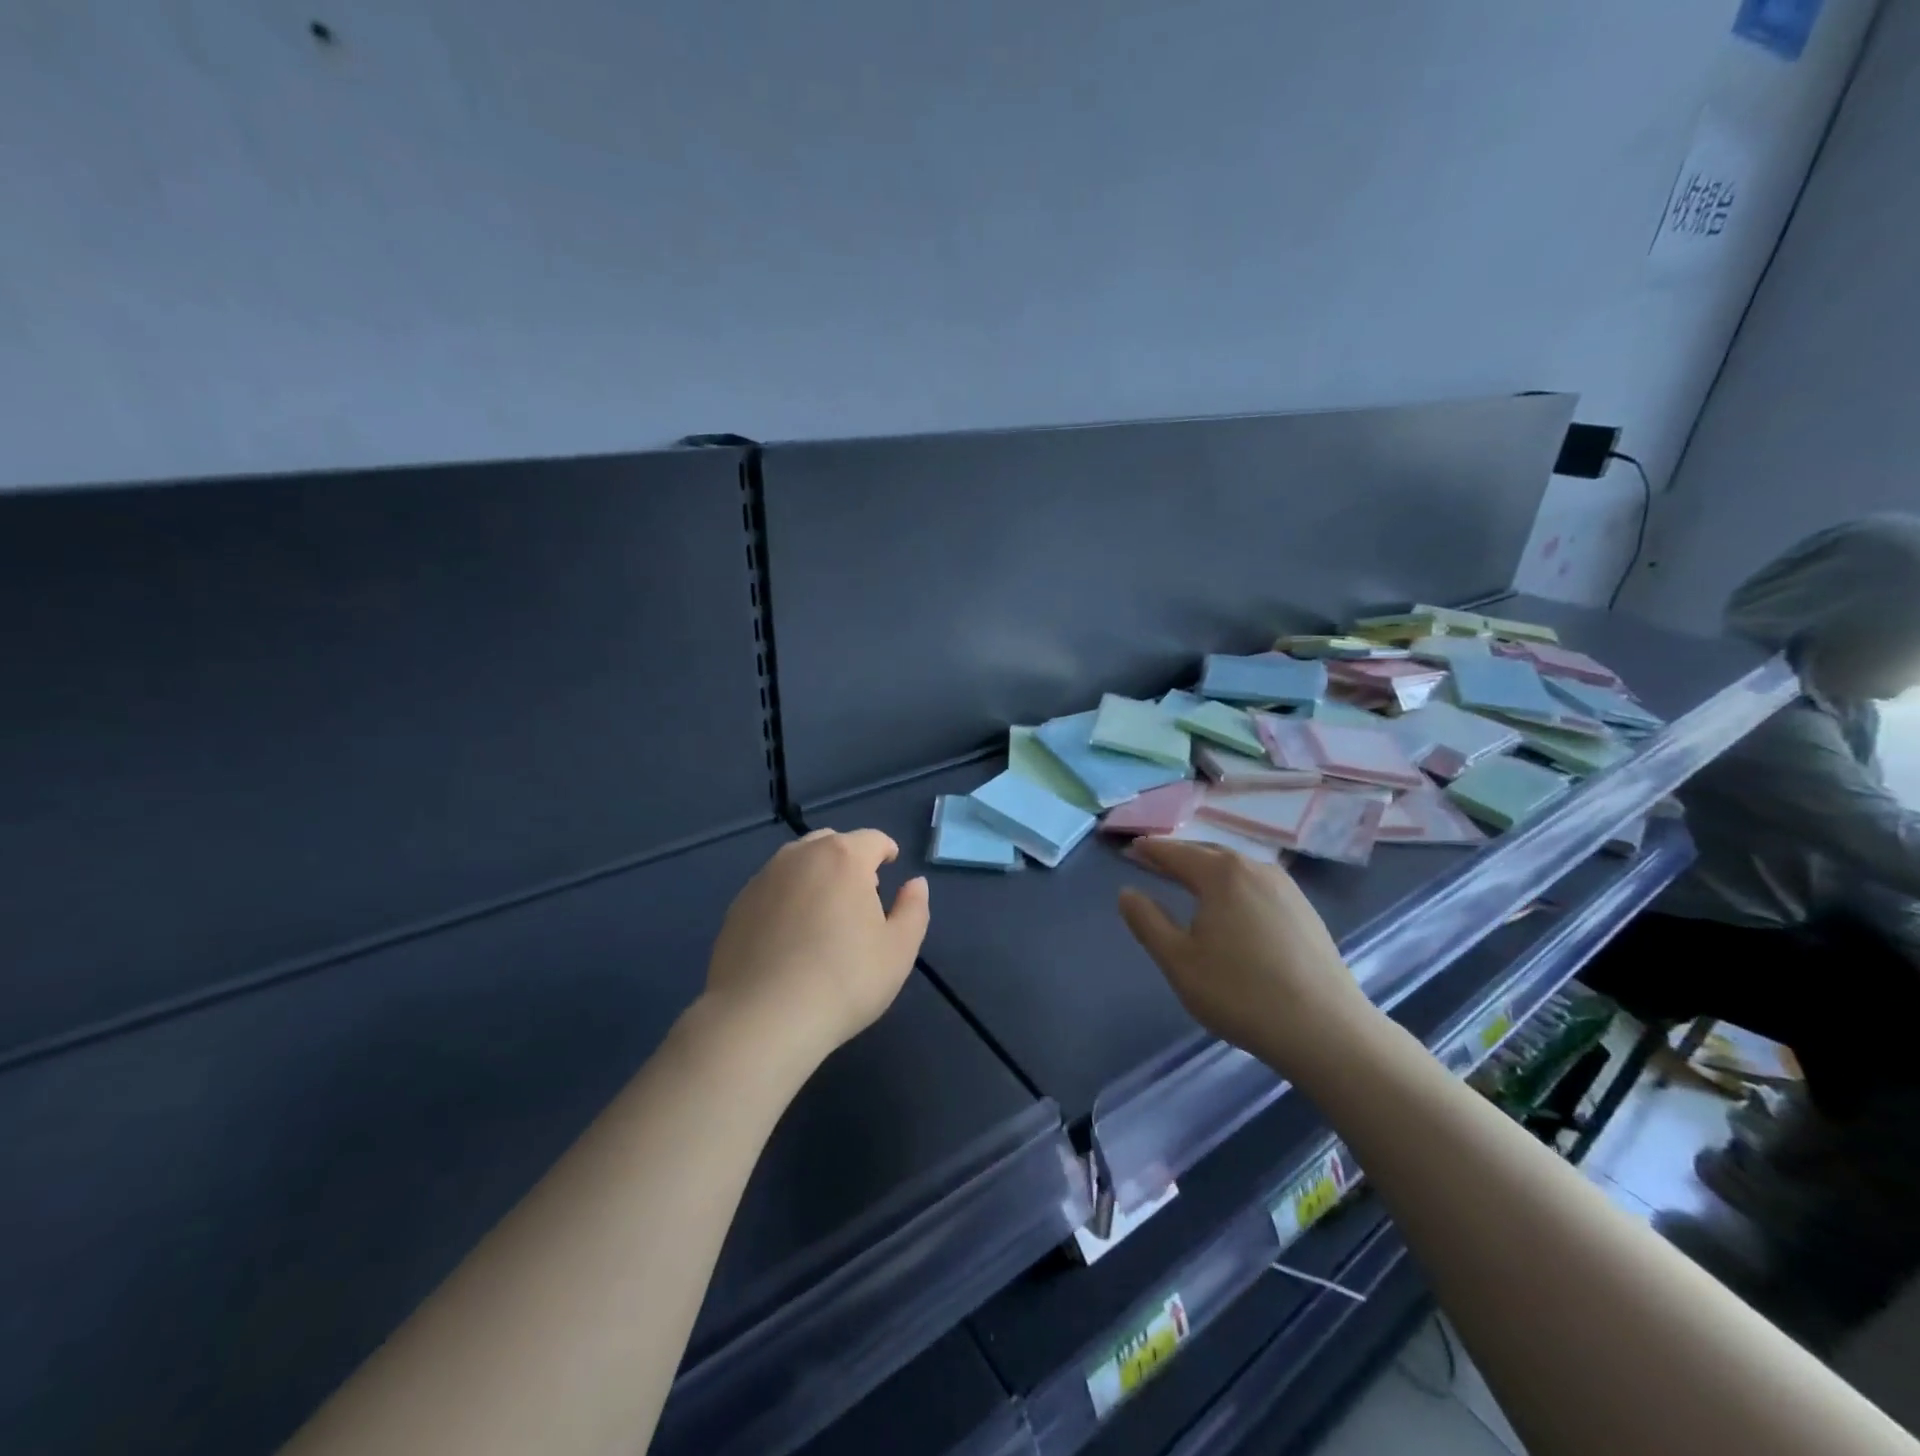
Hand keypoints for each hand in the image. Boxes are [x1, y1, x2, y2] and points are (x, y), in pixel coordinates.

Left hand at [704, 829, 929, 1064]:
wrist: (761, 1018)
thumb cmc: (844, 980)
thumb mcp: (898, 950)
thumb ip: (913, 909)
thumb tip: (914, 883)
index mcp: (843, 858)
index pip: (872, 839)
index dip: (885, 850)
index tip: (890, 865)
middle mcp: (800, 856)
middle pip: (831, 842)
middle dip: (849, 858)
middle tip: (859, 892)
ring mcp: (763, 879)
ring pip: (797, 862)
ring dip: (815, 874)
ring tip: (823, 911)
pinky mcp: (737, 906)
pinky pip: (771, 888)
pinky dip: (787, 897)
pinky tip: (790, 934)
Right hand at [1117, 838, 1378, 1076]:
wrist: (1326, 1030)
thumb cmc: (1240, 993)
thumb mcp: (1179, 961)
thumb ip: (1147, 922)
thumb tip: (1127, 892)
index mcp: (1221, 874)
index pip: (1175, 852)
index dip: (1150, 850)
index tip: (1130, 848)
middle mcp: (1254, 868)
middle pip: (1207, 852)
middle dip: (1178, 855)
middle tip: (1153, 860)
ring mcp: (1286, 888)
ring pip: (1236, 867)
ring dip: (1207, 868)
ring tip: (1189, 879)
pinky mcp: (1305, 910)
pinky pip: (1257, 884)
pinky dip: (1233, 884)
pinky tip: (1232, 905)